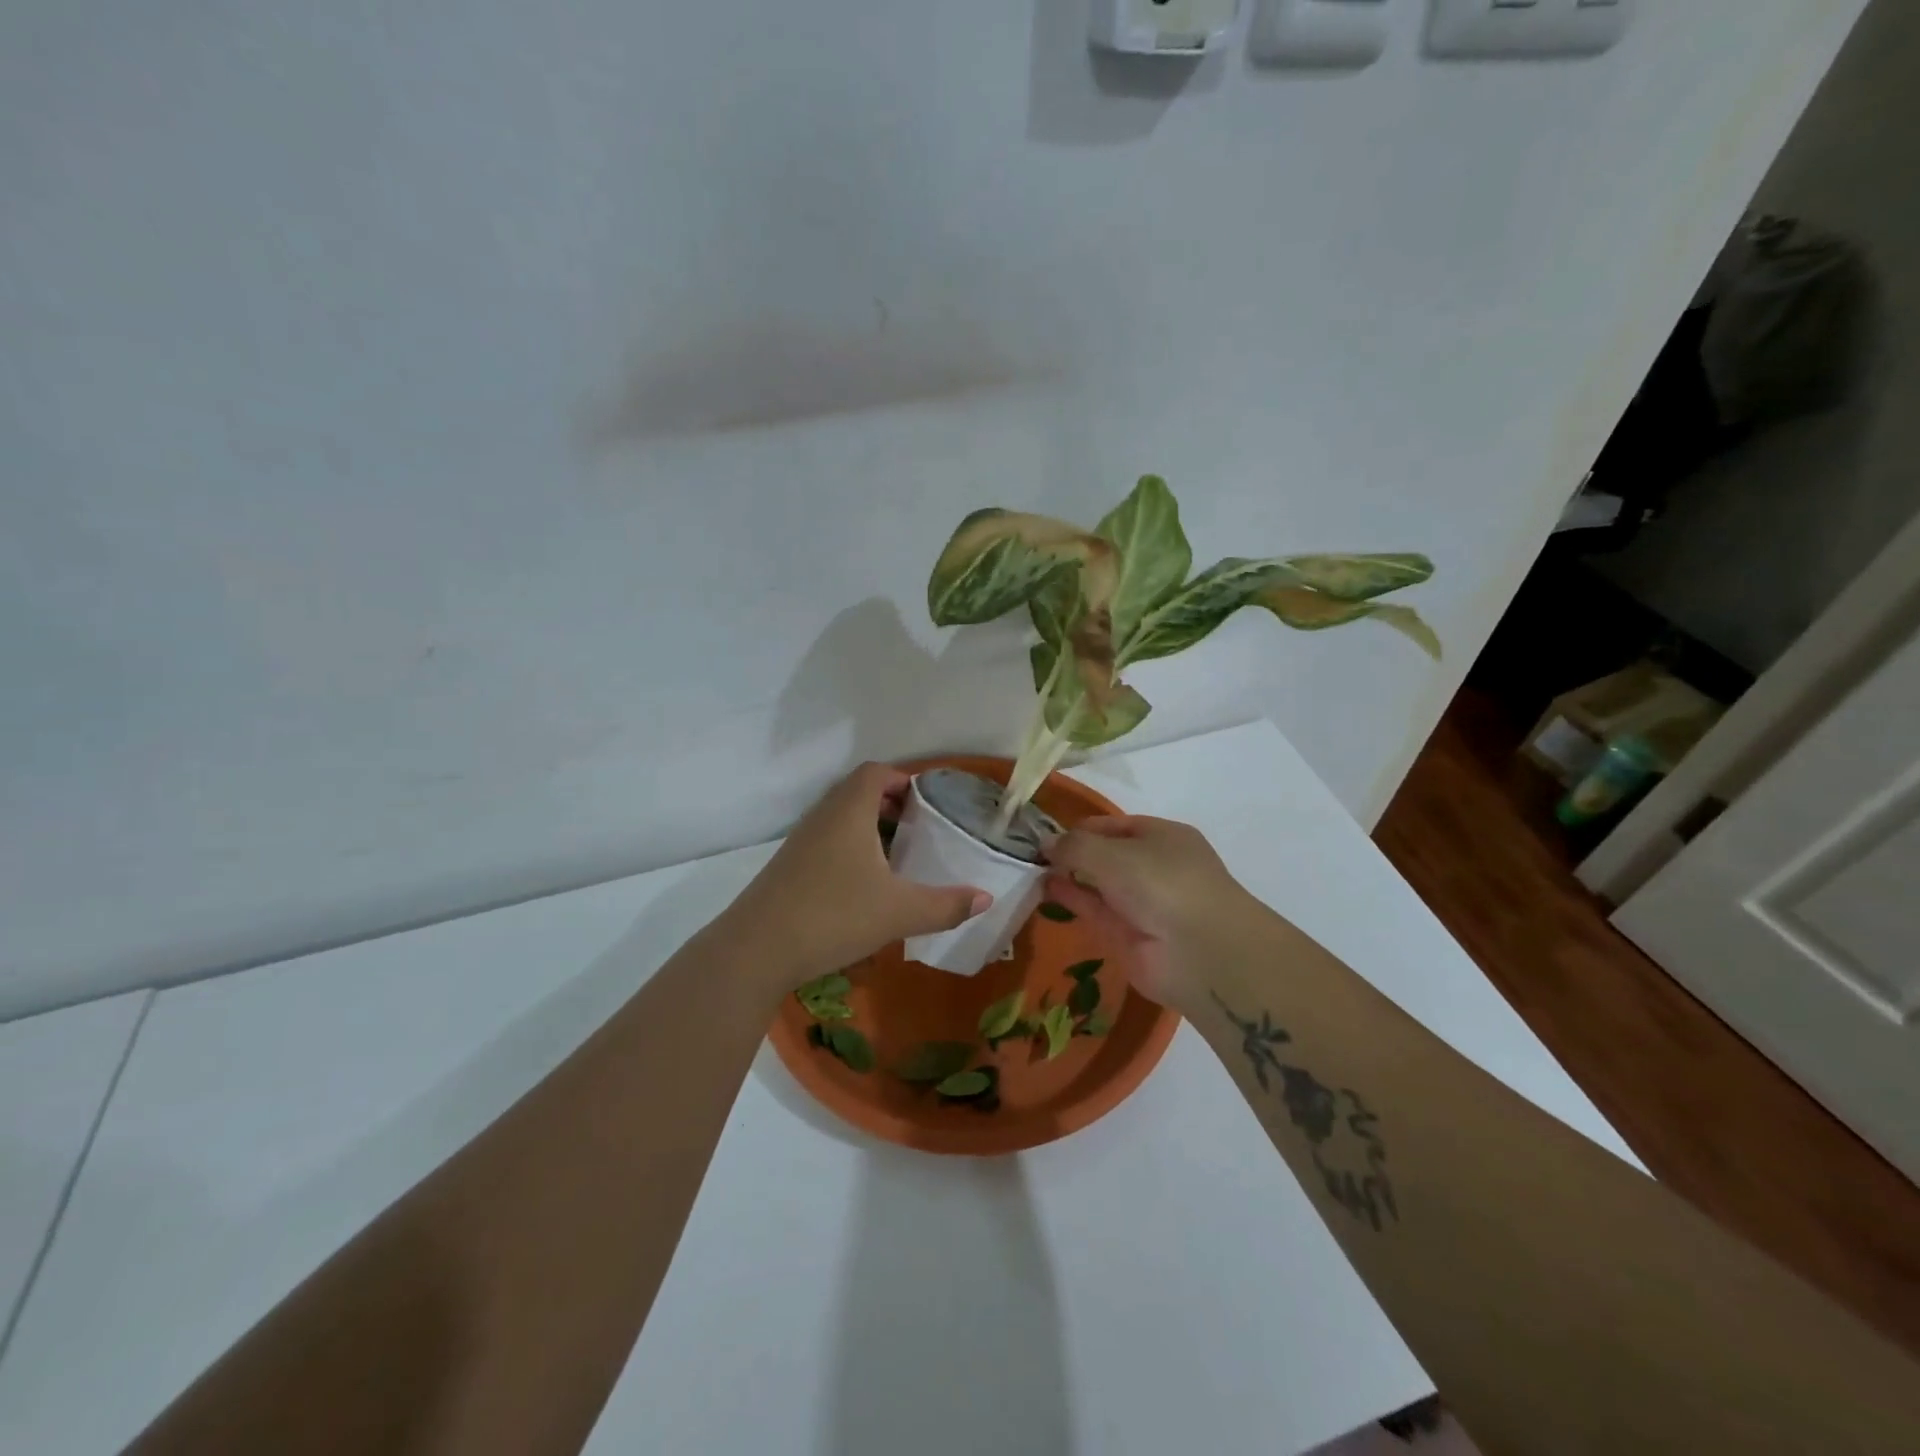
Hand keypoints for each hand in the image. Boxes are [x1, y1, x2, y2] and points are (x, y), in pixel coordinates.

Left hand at [720, 763, 991, 990]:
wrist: (757, 949)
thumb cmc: (834, 915)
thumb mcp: (900, 912)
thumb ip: (946, 905)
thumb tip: (986, 898)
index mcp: (849, 812)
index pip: (874, 772)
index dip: (902, 778)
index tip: (926, 801)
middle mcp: (822, 817)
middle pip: (856, 792)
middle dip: (889, 803)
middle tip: (918, 828)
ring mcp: (800, 842)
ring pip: (839, 818)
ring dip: (868, 827)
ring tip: (895, 856)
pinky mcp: (787, 867)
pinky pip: (825, 841)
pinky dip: (849, 848)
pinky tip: (862, 885)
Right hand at [1044, 816, 1259, 1010]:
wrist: (1201, 953)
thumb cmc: (1161, 883)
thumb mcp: (1112, 853)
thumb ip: (1074, 846)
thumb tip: (1045, 843)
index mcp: (1162, 837)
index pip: (1113, 826)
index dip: (1079, 829)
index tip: (1044, 835)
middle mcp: (1154, 866)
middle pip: (1105, 855)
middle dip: (1072, 853)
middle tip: (1030, 854)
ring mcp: (1143, 903)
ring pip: (1098, 884)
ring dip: (1068, 876)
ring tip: (1029, 870)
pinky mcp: (1130, 935)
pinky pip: (1096, 911)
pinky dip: (1072, 899)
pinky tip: (1044, 890)